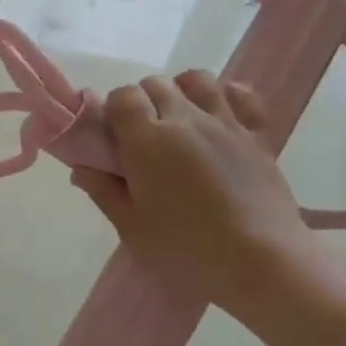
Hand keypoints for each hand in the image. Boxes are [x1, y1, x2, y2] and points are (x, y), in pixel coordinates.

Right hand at [71, 72, 321, 322]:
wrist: (263, 265)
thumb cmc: (187, 250)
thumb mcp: (132, 228)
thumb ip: (103, 191)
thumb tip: (82, 168)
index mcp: (147, 140)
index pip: (123, 96)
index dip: (113, 111)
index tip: (112, 138)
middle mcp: (185, 119)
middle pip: (155, 84)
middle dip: (142, 102)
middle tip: (142, 140)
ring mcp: (225, 123)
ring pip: (196, 80)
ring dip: (180, 91)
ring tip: (178, 121)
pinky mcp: (256, 135)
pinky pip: (240, 95)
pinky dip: (226, 95)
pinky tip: (218, 115)